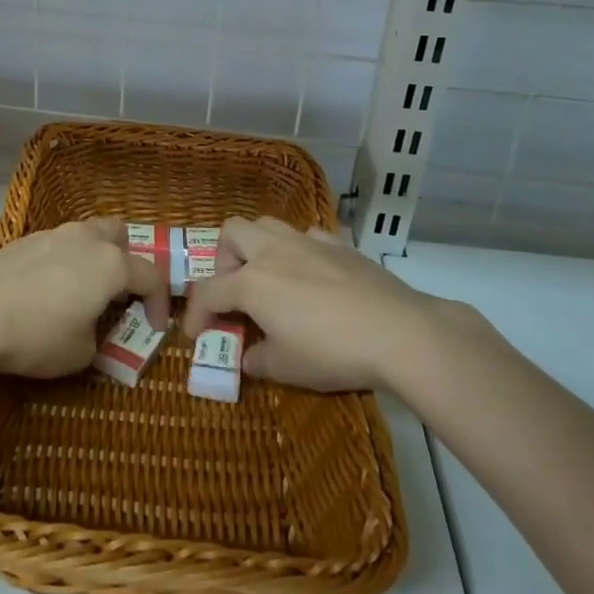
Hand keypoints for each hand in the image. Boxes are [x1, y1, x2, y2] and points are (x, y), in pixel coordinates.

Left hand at [0, 219, 166, 379]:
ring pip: (86, 235)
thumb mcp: (81, 353)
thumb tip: (92, 329)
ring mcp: (52, 234)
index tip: (156, 328)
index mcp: (111, 265)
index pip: (151, 277)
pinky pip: (57, 246)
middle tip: (118, 294)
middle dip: (127, 262)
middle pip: (120, 236)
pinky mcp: (23, 241)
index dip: (160, 304)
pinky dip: (63, 263)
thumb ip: (99, 337)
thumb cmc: (37, 335)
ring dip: (93, 259)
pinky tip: (46, 291)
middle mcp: (86, 240)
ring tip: (81, 292)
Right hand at [179, 216, 479, 391]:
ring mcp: (308, 242)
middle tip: (234, 292)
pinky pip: (307, 236)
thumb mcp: (286, 368)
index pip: (208, 292)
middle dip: (222, 260)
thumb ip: (258, 359)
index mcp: (251, 282)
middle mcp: (273, 252)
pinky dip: (299, 251)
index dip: (196, 315)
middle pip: (231, 233)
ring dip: (257, 247)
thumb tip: (248, 355)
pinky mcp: (339, 244)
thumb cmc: (331, 351)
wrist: (398, 332)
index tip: (196, 335)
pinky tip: (311, 276)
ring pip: (267, 224)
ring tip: (269, 278)